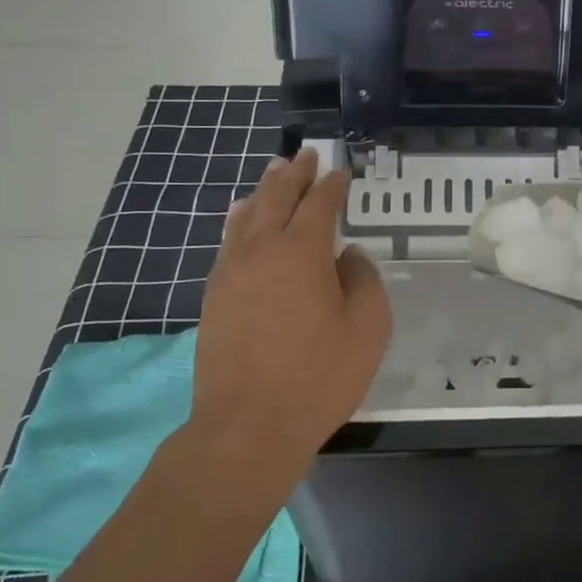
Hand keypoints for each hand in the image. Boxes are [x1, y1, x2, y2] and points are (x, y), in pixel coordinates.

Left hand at [186, 149, 390, 473]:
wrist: (248, 426)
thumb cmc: (319, 377)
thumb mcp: (367, 328)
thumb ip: (363, 280)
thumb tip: (347, 256)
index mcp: (302, 251)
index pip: (319, 204)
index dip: (332, 185)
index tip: (340, 172)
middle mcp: (261, 250)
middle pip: (276, 197)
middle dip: (293, 174)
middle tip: (305, 155)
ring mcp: (230, 271)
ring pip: (246, 215)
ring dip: (263, 190)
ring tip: (274, 172)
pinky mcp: (214, 295)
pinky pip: (228, 240)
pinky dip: (240, 219)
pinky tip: (242, 217)